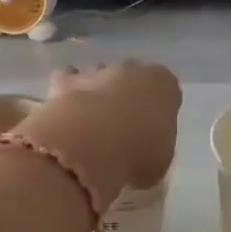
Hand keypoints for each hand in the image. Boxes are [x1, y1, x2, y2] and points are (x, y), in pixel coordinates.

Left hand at [18, 62, 181, 209]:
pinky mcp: (64, 81)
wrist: (89, 145)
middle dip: (127, 97)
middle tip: (122, 128)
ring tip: (91, 125)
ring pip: (99, 76)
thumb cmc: (137, 154)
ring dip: (96, 94)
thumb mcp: (159, 162)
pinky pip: (67, 81)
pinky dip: (66, 94)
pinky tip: (66, 116)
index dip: (159, 111)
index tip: (152, 132)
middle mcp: (131, 69)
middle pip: (132, 79)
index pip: (166, 90)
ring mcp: (96, 71)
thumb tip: (142, 153)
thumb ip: (154, 148)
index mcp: (163, 84)